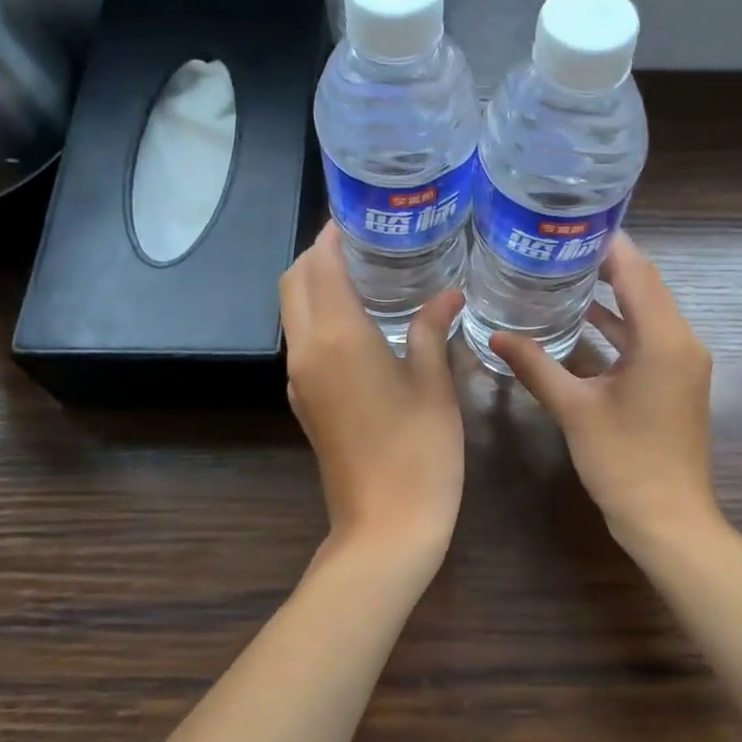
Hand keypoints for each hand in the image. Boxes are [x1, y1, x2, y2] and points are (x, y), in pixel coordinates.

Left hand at [280, 222, 465, 569]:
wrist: (385, 525)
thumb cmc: (420, 450)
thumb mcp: (434, 384)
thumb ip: (431, 329)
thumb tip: (448, 294)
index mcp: (337, 336)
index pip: (319, 265)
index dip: (332, 235)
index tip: (358, 216)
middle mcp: (307, 350)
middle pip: (293, 283)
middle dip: (318, 255)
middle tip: (364, 243)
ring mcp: (300, 379)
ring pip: (293, 312)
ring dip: (315, 285)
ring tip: (363, 275)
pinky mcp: (304, 402)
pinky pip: (302, 341)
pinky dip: (318, 317)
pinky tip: (359, 323)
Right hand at [490, 234, 718, 545]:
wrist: (668, 519)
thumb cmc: (624, 462)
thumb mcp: (575, 410)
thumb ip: (536, 366)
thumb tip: (495, 336)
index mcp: (663, 339)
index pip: (637, 271)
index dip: (606, 243)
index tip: (568, 224)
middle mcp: (681, 341)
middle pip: (645, 285)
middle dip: (605, 264)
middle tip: (557, 246)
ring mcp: (682, 362)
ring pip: (646, 312)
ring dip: (611, 295)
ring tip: (563, 274)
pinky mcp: (676, 380)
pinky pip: (647, 338)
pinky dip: (618, 327)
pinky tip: (581, 323)